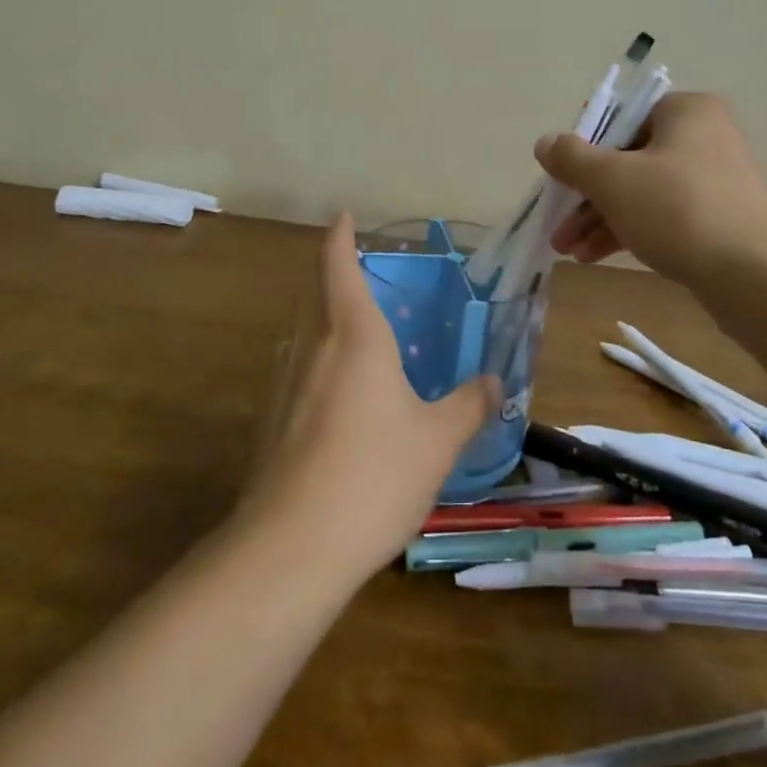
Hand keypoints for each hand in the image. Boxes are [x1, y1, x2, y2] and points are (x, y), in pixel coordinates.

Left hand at [244, 215, 498, 574]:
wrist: (291, 549)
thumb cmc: (374, 475)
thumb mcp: (438, 441)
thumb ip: (468, 405)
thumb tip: (494, 382)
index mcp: (353, 336)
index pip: (338, 266)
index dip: (340, 237)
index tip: (343, 216)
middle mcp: (312, 348)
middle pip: (315, 296)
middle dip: (334, 278)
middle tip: (365, 281)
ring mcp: (284, 386)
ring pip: (304, 336)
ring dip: (324, 324)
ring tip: (357, 341)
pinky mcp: (271, 424)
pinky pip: (297, 375)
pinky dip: (317, 368)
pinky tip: (338, 403)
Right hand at [535, 92, 766, 286]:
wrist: (756, 275)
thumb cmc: (678, 208)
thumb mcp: (612, 178)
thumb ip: (572, 158)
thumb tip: (545, 143)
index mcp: (685, 112)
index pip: (621, 118)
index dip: (584, 147)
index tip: (561, 178)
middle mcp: (702, 138)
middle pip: (627, 159)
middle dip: (587, 195)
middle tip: (558, 225)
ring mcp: (712, 182)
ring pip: (641, 193)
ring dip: (601, 219)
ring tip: (569, 250)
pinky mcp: (717, 221)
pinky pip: (661, 218)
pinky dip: (628, 232)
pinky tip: (595, 257)